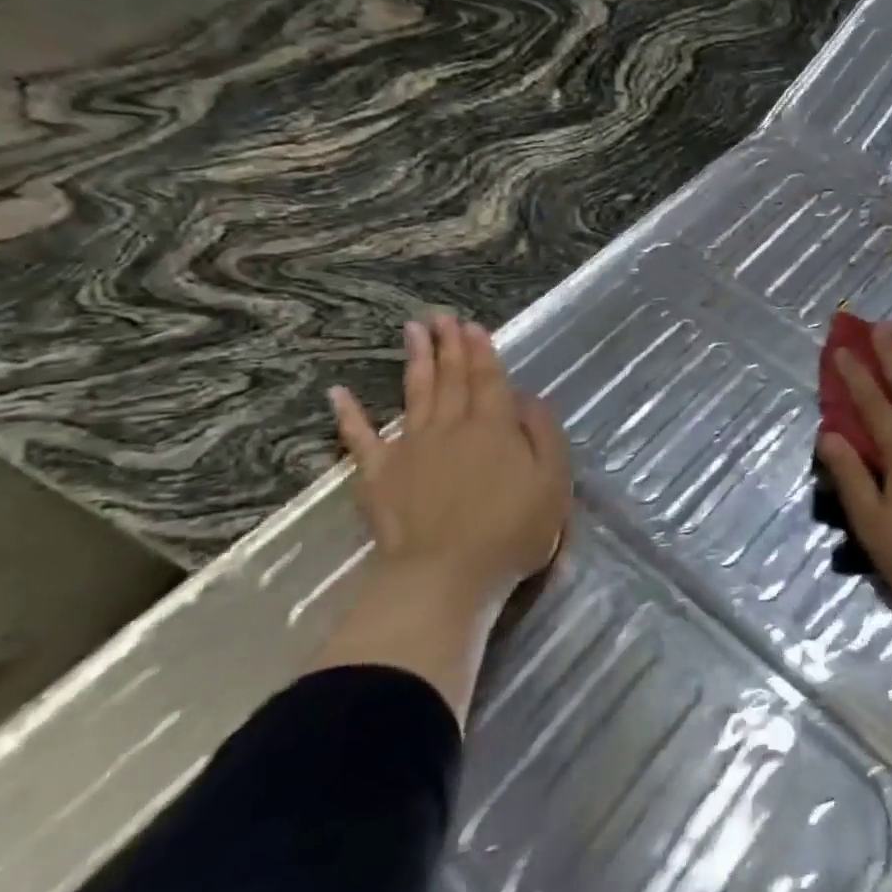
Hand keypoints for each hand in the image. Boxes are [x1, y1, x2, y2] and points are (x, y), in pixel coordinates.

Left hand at [330, 314, 569, 607]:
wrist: (445, 576)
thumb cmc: (511, 530)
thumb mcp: (553, 480)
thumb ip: (544, 433)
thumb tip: (528, 398)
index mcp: (493, 426)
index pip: (488, 378)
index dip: (481, 351)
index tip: (472, 326)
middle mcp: (450, 426)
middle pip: (450, 377)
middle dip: (448, 345)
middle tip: (441, 316)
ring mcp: (410, 448)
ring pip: (414, 394)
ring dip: (415, 360)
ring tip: (412, 331)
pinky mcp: (379, 475)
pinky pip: (360, 439)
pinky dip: (349, 415)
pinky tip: (339, 393)